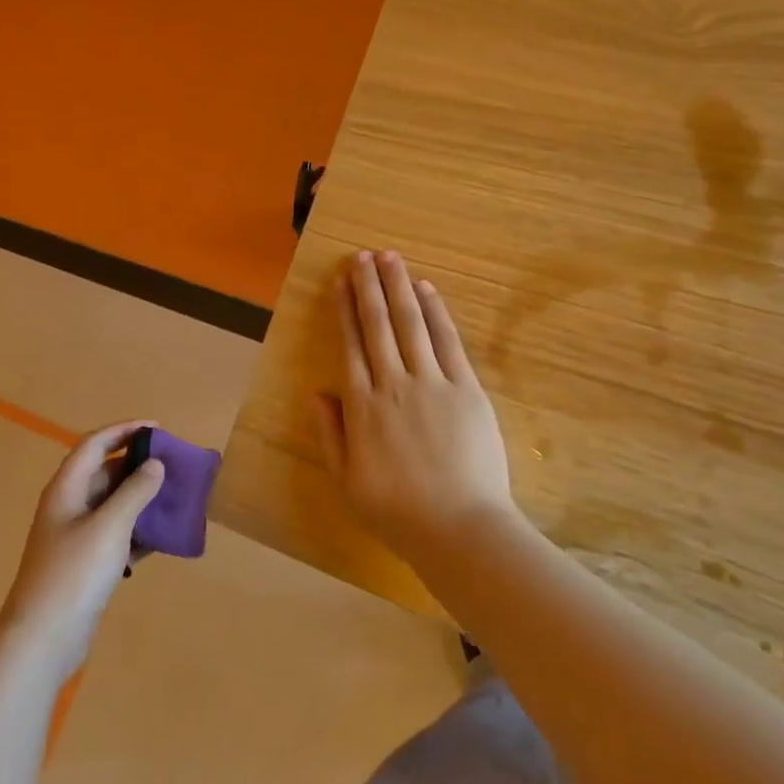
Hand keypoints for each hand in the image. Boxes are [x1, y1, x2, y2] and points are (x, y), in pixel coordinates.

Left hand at [0, 421, 163, 682]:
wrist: (43, 639)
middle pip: (105, 472)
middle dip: (138, 465)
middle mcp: (69, 506)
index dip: (124, 430)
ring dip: (142, 498)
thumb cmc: (74, 573)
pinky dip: (138, 530)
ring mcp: (76, 537)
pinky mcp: (86, 563)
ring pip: (113, 505)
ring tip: (175, 496)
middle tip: (174, 465)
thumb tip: (155, 464)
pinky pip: (117, 534)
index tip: (158, 428)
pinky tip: (163, 536)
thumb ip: (135, 491)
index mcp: (67, 489)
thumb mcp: (110, 526)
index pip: (95, 445)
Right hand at [314, 251, 517, 560]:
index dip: (344, 310)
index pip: (350, 345)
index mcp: (362, 407)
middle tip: (362, 256)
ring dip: (399, 287)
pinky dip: (436, 312)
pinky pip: (448, 341)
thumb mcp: (347, 481)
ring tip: (389, 258)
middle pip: (378, 325)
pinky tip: (426, 289)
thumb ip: (330, 434)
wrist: (459, 527)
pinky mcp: (466, 388)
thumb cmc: (398, 511)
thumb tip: (317, 392)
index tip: (340, 282)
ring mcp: (432, 382)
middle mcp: (393, 384)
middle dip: (368, 287)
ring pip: (411, 323)